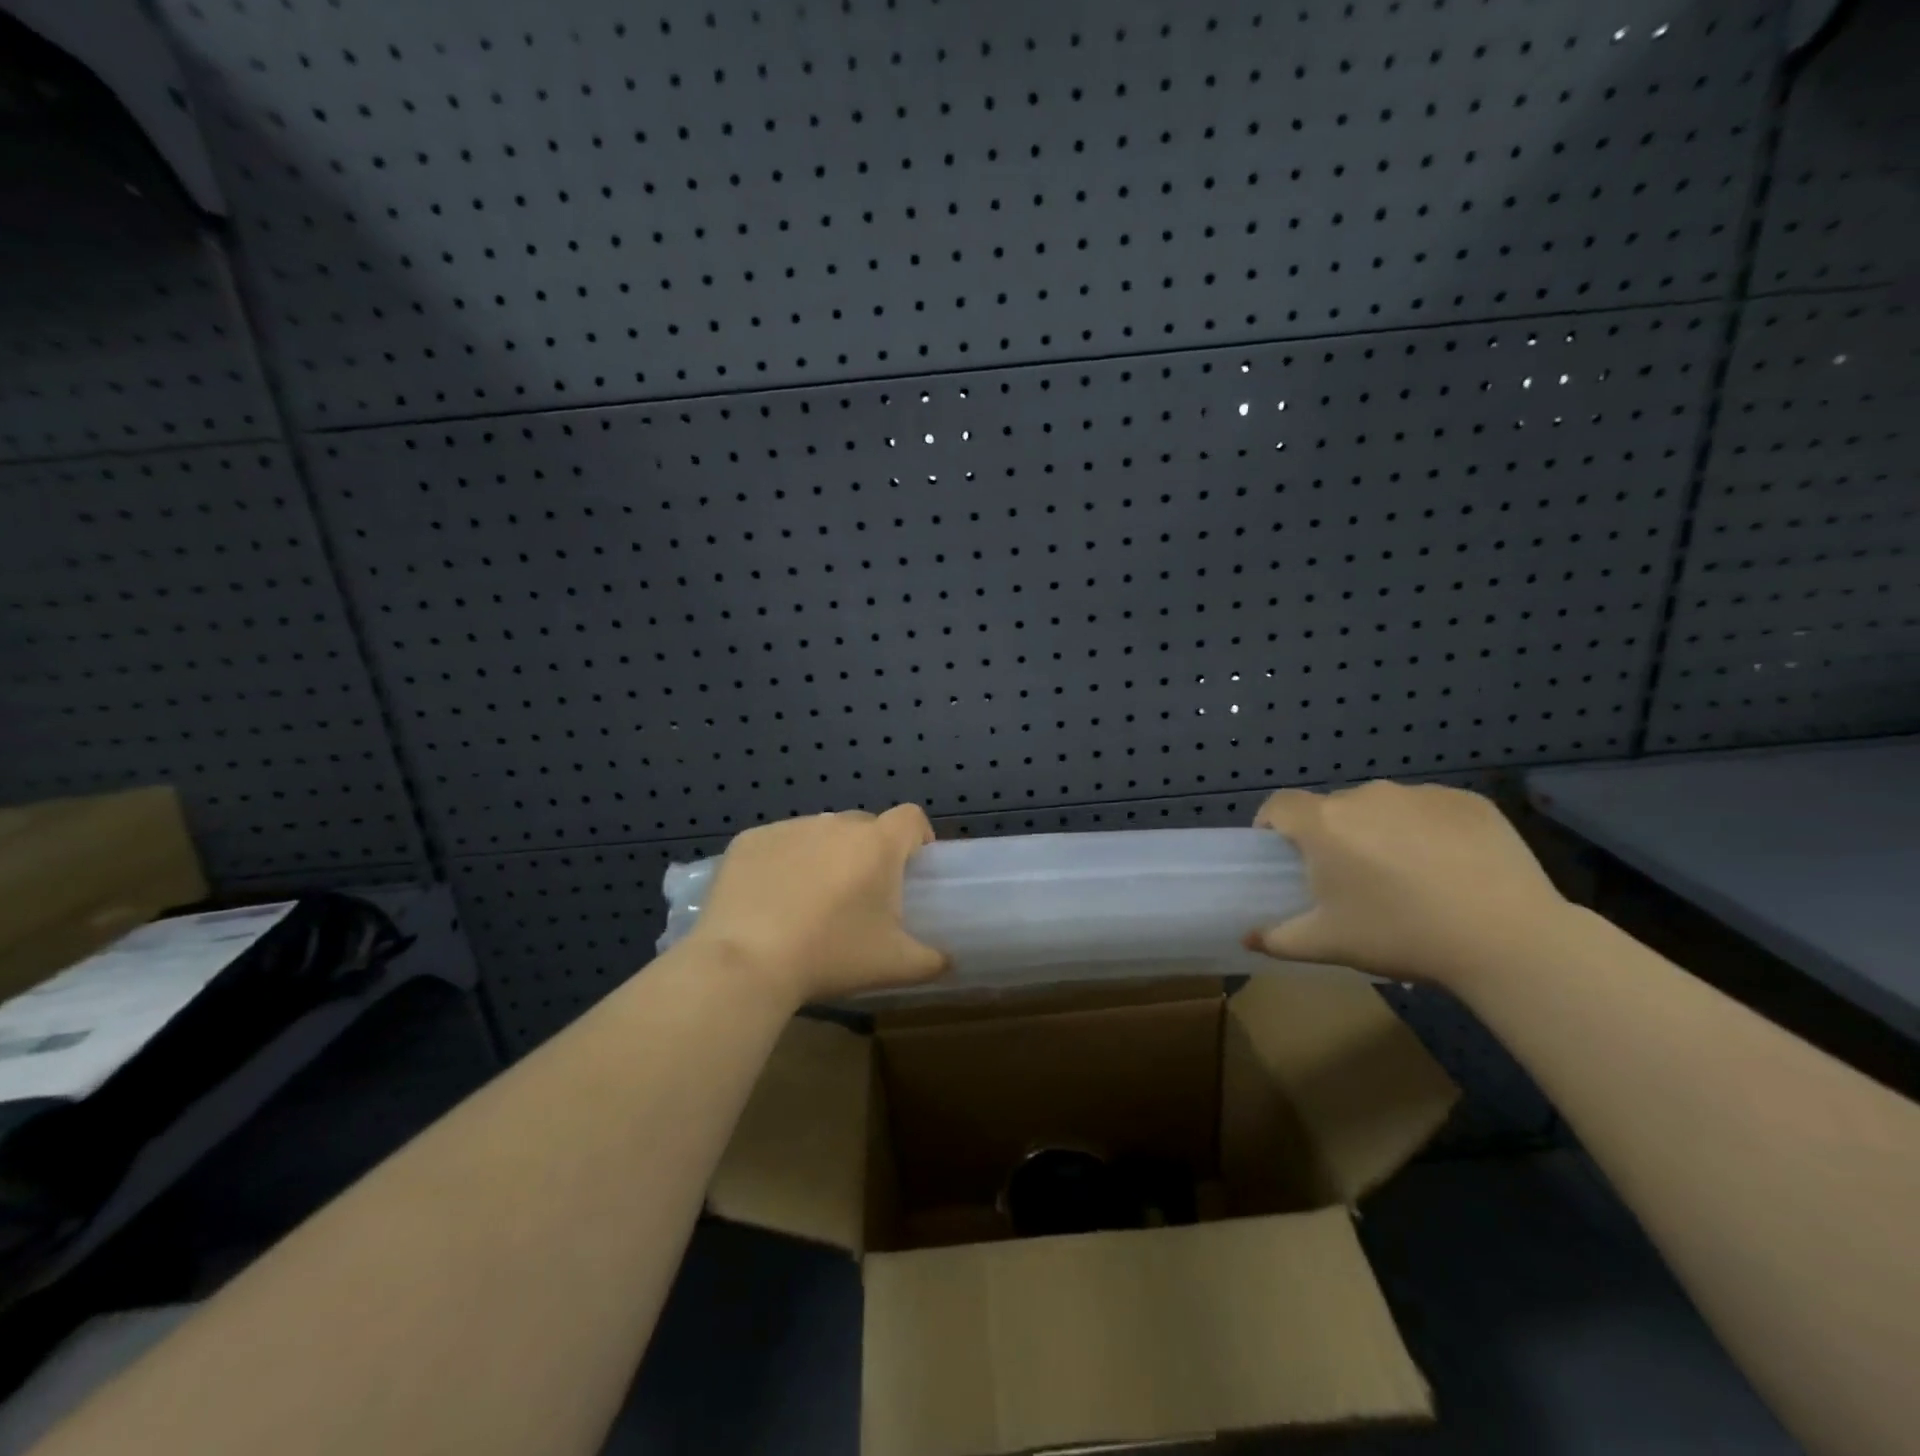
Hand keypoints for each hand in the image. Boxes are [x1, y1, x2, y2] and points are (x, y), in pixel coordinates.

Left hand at [684, 805, 948, 1005]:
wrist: (745, 963)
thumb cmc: (830, 956)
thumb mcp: (895, 966)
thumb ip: (932, 959)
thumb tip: (949, 959)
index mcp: (877, 845)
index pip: (911, 818)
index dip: (917, 838)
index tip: (911, 868)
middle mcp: (835, 824)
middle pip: (864, 827)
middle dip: (868, 852)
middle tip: (858, 896)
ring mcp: (789, 828)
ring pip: (820, 834)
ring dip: (825, 856)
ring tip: (809, 901)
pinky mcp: (749, 840)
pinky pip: (778, 843)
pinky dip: (782, 862)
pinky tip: (769, 900)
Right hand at [1247, 781, 1569, 987]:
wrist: (1507, 938)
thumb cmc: (1401, 935)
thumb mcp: (1329, 944)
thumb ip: (1278, 939)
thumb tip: (1247, 938)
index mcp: (1324, 823)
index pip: (1279, 805)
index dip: (1273, 825)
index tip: (1283, 853)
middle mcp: (1366, 796)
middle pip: (1333, 809)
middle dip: (1333, 836)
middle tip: (1352, 879)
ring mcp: (1420, 794)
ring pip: (1383, 808)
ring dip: (1381, 832)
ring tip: (1409, 877)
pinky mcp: (1468, 801)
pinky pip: (1431, 810)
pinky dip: (1429, 831)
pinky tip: (1452, 870)